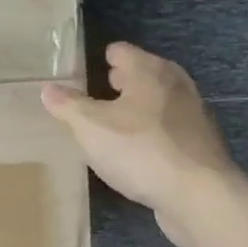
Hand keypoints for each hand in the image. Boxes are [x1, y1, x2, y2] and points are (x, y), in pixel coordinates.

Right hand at [42, 41, 245, 246]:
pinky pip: (168, 128)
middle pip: (143, 73)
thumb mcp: (90, 127)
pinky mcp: (199, 144)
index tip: (80, 73)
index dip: (99, 59)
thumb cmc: (140, 150)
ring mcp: (193, 114)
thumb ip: (68, 105)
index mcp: (149, 71)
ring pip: (157, 101)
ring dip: (136, 108)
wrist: (199, 196)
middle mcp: (175, 84)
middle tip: (93, 96)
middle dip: (119, 82)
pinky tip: (135, 152)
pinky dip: (151, 132)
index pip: (121, 51)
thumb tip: (48, 88)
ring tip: (110, 125)